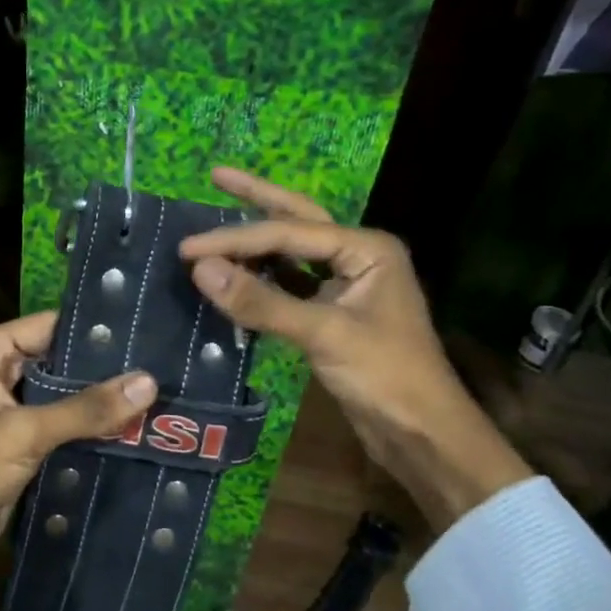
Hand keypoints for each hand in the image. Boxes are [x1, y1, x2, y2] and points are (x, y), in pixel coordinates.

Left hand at [0, 312, 156, 610]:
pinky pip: (61, 424)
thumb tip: (150, 382)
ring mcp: (7, 408)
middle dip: (102, 368)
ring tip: (157, 393)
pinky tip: (133, 426)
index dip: (93, 331)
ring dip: (99, 400)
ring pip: (62, 394)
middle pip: (58, 360)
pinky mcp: (20, 442)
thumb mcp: (24, 433)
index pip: (48, 326)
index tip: (145, 331)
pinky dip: (89, 427)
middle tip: (159, 365)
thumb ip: (85, 409)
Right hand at [177, 168, 531, 531]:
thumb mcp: (323, 334)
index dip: (235, 240)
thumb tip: (200, 269)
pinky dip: (262, 279)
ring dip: (256, 241)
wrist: (422, 435)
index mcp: (367, 248)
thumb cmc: (385, 376)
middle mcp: (358, 256)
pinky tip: (235, 274)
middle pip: (298, 219)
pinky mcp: (334, 313)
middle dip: (257, 197)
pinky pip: (291, 284)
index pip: (288, 234)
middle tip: (216, 175)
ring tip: (218, 224)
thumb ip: (261, 301)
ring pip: (292, 252)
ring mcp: (347, 284)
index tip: (187, 249)